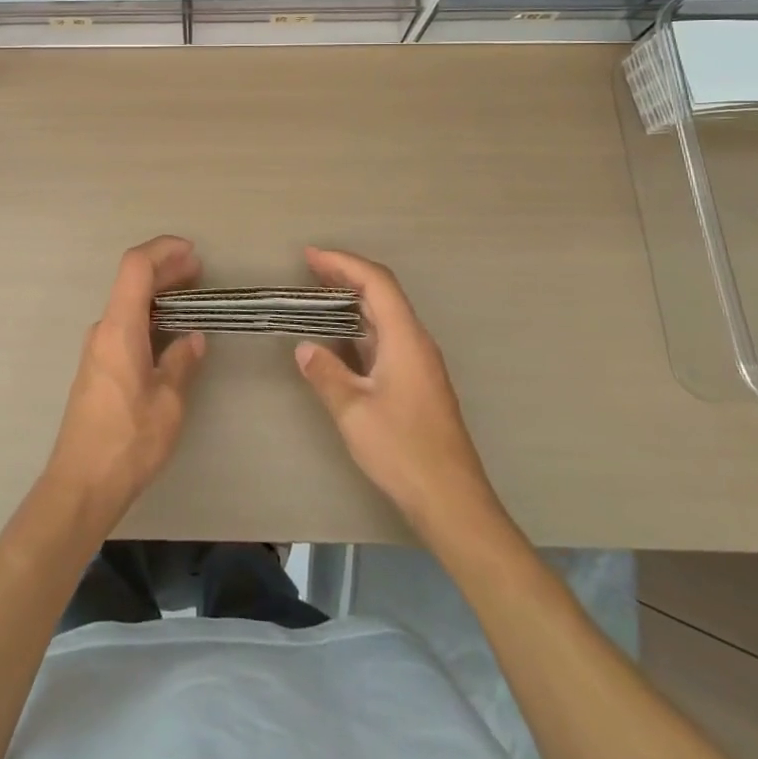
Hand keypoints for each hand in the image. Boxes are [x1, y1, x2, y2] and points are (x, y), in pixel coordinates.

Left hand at [45, 236, 206, 519]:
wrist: (81, 484)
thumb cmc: (128, 442)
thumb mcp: (168, 403)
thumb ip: (182, 363)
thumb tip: (192, 338)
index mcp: (119, 329)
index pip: (135, 267)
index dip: (163, 250)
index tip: (192, 252)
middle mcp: (103, 330)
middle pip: (131, 282)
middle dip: (165, 269)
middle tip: (200, 272)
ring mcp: (97, 348)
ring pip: (127, 303)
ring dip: (157, 293)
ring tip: (191, 297)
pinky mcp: (97, 367)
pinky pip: (124, 325)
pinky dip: (148, 315)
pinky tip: (169, 331)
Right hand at [295, 248, 502, 534]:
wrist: (452, 501)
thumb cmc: (403, 450)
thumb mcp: (353, 411)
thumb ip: (326, 374)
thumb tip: (305, 348)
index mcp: (405, 339)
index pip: (376, 283)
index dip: (343, 263)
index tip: (310, 256)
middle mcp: (416, 342)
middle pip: (383, 294)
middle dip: (345, 276)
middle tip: (308, 269)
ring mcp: (419, 363)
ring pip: (385, 317)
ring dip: (352, 301)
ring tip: (318, 296)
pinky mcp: (417, 383)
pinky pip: (386, 338)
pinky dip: (360, 327)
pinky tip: (340, 340)